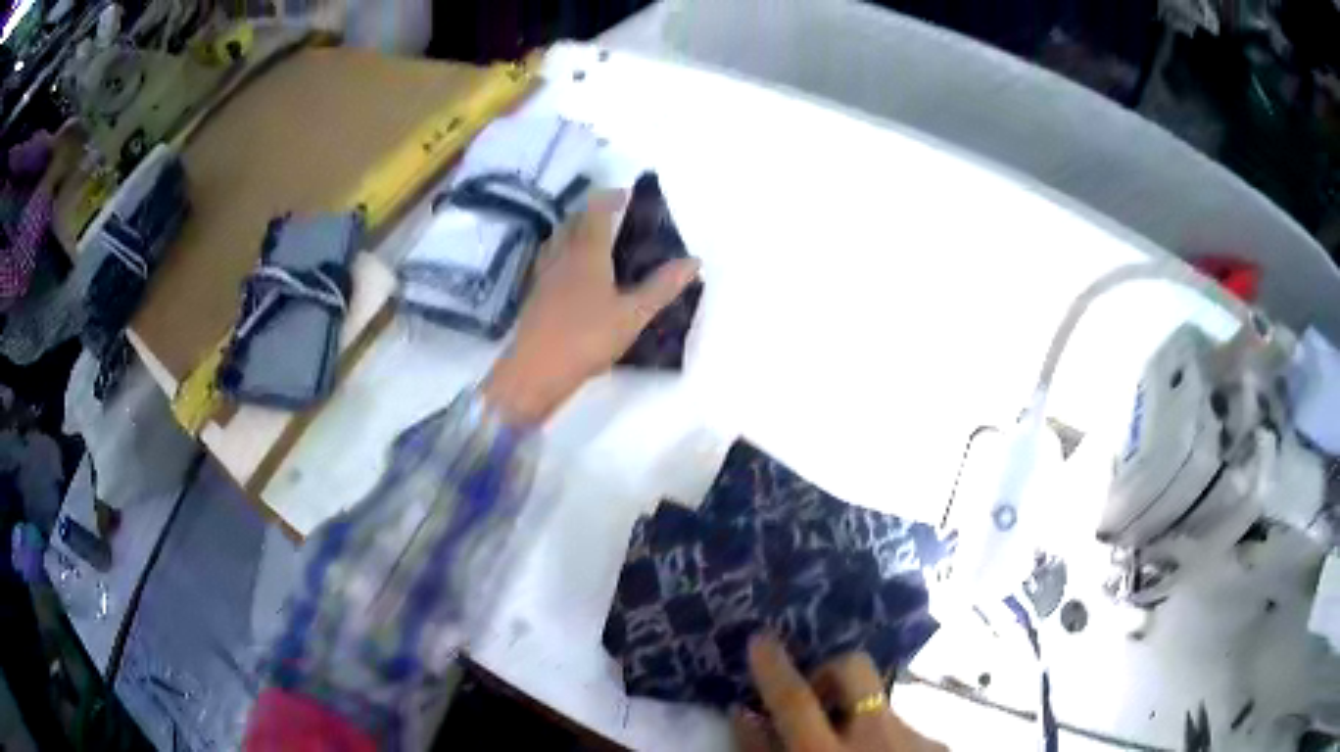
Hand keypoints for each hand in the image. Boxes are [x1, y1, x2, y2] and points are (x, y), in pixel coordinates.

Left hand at [482, 190, 700, 425]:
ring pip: (557, 239)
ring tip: (592, 238)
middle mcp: (562, 255)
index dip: (611, 198)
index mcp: (587, 252)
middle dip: (592, 212)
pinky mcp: (533, 294)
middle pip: (573, 221)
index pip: (597, 211)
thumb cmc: (586, 338)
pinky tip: (569, 271)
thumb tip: (693, 261)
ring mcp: (543, 274)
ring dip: (574, 230)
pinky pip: (548, 260)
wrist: (535, 371)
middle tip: (614, 217)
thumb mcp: (633, 315)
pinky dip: (561, 253)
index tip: (627, 195)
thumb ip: (662, 287)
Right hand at [735, 635, 946, 751]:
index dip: (774, 668)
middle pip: (855, 669)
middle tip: (816, 699)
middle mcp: (877, 739)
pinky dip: (883, 737)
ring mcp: (914, 738)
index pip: (795, 700)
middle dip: (829, 671)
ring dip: (857, 715)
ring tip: (850, 751)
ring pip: (879, 700)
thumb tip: (742, 711)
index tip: (760, 639)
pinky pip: (901, 726)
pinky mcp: (937, 745)